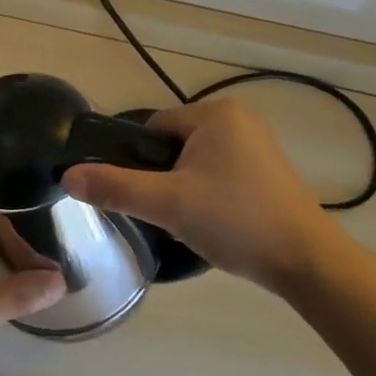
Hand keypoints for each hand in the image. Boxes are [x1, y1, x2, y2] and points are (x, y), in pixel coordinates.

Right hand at [62, 99, 335, 294]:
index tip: (150, 196)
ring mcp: (258, 145)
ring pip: (196, 163)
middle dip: (166, 179)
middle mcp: (239, 119)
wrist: (307, 263)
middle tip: (172, 213)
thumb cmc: (236, 221)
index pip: (154, 128)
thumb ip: (116, 188)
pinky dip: (211, 195)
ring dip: (187, 189)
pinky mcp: (269, 171)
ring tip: (195, 222)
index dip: (142, 162)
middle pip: (174, 145)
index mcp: (215, 113)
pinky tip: (218, 223)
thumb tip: (68, 176)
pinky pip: (221, 173)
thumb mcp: (168, 204)